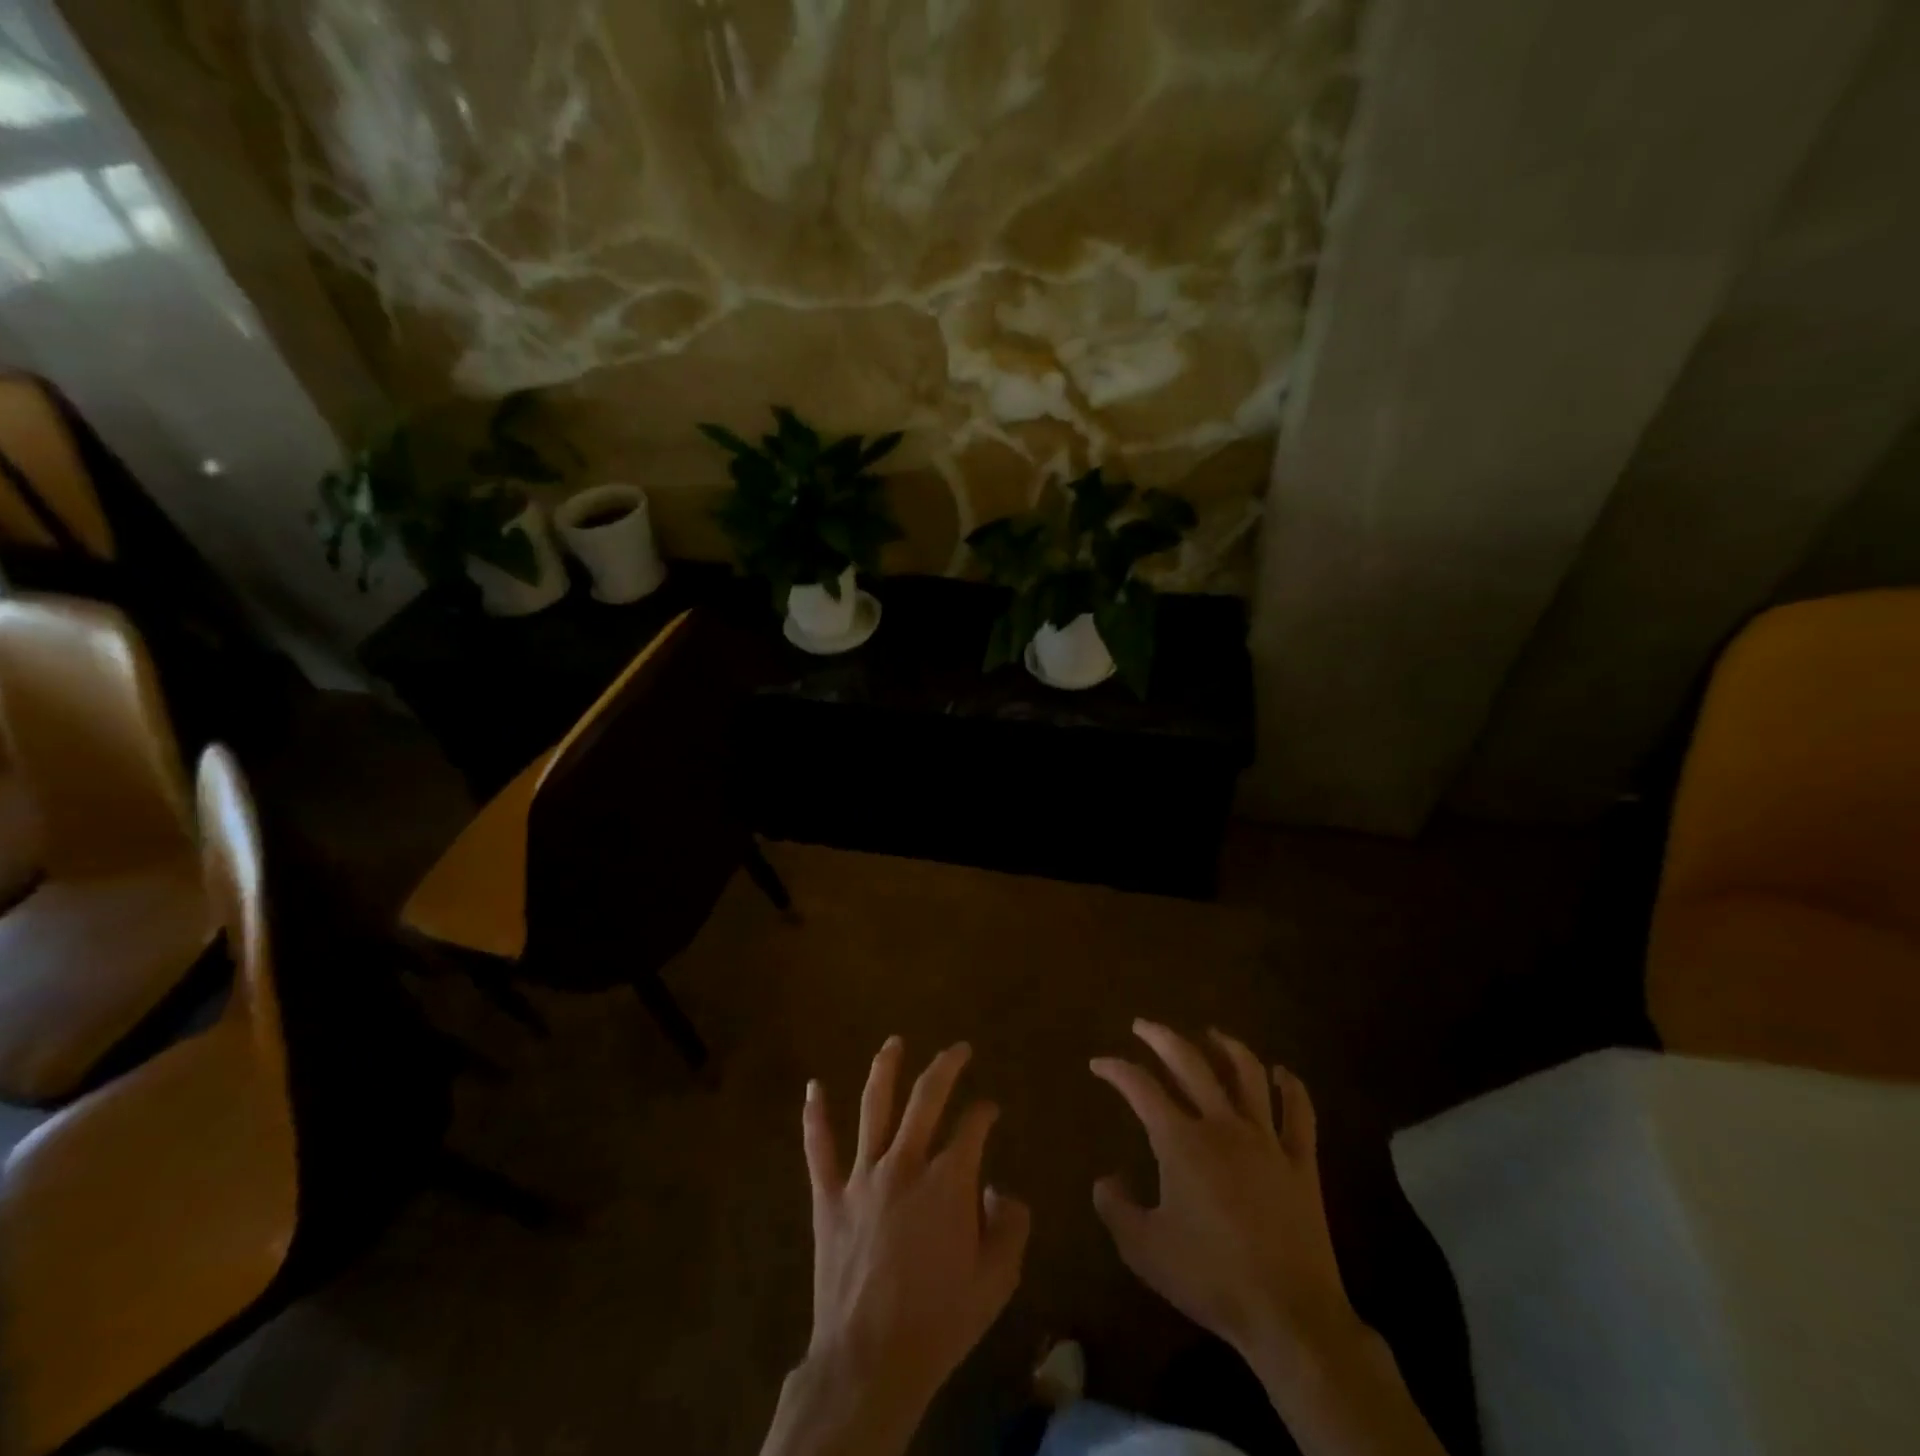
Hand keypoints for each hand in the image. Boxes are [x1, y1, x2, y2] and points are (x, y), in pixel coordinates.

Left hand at [762, 1038, 1030, 1455]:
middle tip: (958, 1049)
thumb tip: (1001, 1190)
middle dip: (946, 1067)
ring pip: (874, 1108)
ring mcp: (863, 1177)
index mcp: (948, 1181)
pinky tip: (813, 1087)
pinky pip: (819, 1149)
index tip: (990, 1109)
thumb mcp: (996, 1281)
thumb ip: (1010, 1226)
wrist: (871, 1361)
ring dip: (885, 1070)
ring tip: (894, 1042)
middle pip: (927, 1099)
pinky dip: (815, 1117)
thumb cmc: (940, 1321)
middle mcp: (905, 1164)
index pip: (973, 1127)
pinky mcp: (829, 1197)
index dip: (985, 1112)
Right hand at [1091, 1020, 1356, 1367]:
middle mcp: (1222, 1126)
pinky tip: (1283, 1074)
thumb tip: (1104, 1179)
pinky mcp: (1301, 1163)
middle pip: (1190, 1063)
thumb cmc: (1210, 1278)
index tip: (1099, 1063)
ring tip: (1211, 1034)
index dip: (1116, 1070)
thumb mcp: (1144, 1250)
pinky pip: (1299, 1114)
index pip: (1140, 1088)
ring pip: (1247, 1074)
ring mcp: (1266, 1140)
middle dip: (1161, 1037)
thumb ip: (1115, 1208)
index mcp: (1180, 1141)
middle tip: (1143, 1026)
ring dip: (1226, 1047)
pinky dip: (1291, 1088)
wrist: (1288, 1315)